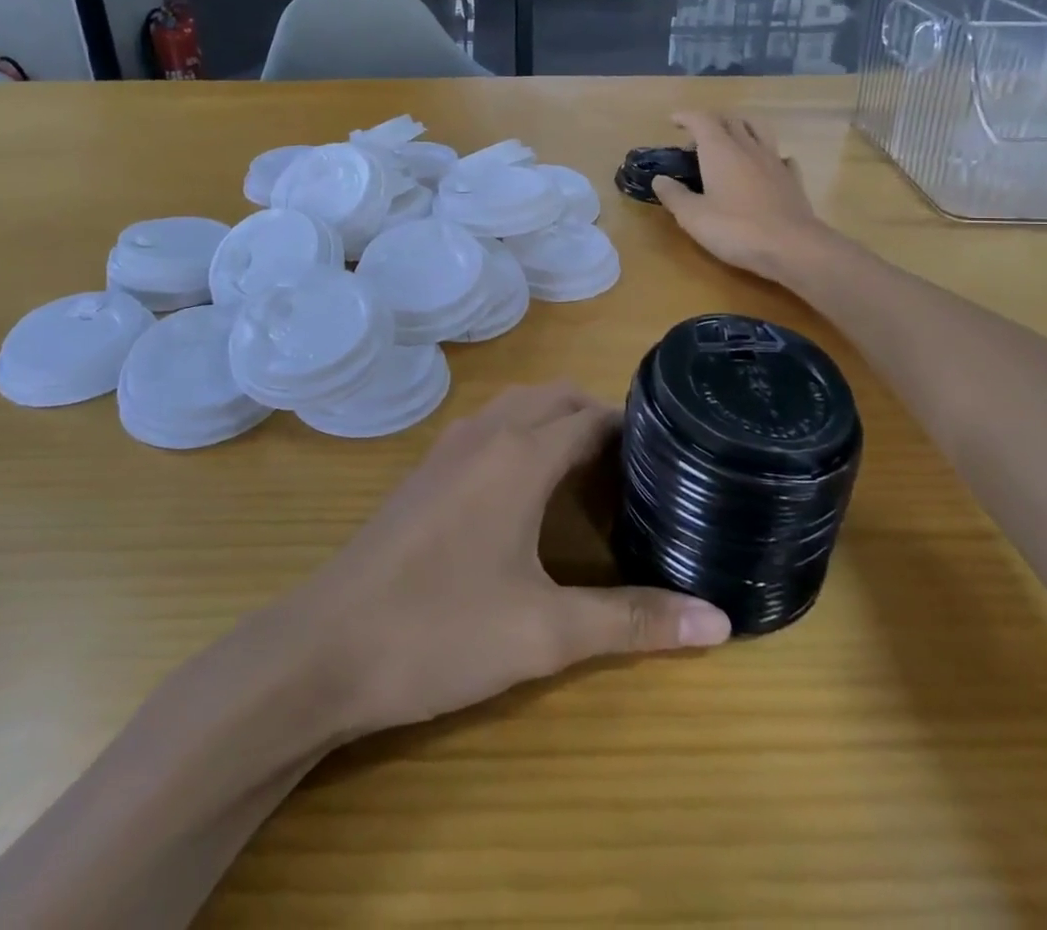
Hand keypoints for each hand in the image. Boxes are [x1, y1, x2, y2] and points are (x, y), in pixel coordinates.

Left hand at [286, 383, 731, 735]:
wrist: (324, 648)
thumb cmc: (440, 631)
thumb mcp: (546, 632)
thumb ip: (633, 621)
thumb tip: (721, 621)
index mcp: (519, 455)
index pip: (590, 416)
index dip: (633, 428)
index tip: (670, 455)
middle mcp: (484, 435)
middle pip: (553, 398)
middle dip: (596, 417)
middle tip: (636, 467)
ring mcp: (446, 450)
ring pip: (514, 408)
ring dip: (552, 421)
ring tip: (589, 471)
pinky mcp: (423, 474)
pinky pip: (485, 429)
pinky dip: (518, 435)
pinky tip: (524, 491)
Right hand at [652, 111, 826, 282]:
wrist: (791, 246)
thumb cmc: (735, 229)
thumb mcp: (693, 216)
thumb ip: (674, 195)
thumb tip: (660, 179)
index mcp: (720, 151)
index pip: (702, 120)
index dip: (687, 117)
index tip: (674, 120)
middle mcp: (748, 148)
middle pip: (731, 121)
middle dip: (712, 122)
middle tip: (698, 138)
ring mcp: (774, 161)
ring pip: (759, 130)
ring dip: (742, 128)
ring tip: (732, 140)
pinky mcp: (792, 179)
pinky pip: (780, 156)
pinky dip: (768, 155)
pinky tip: (764, 167)